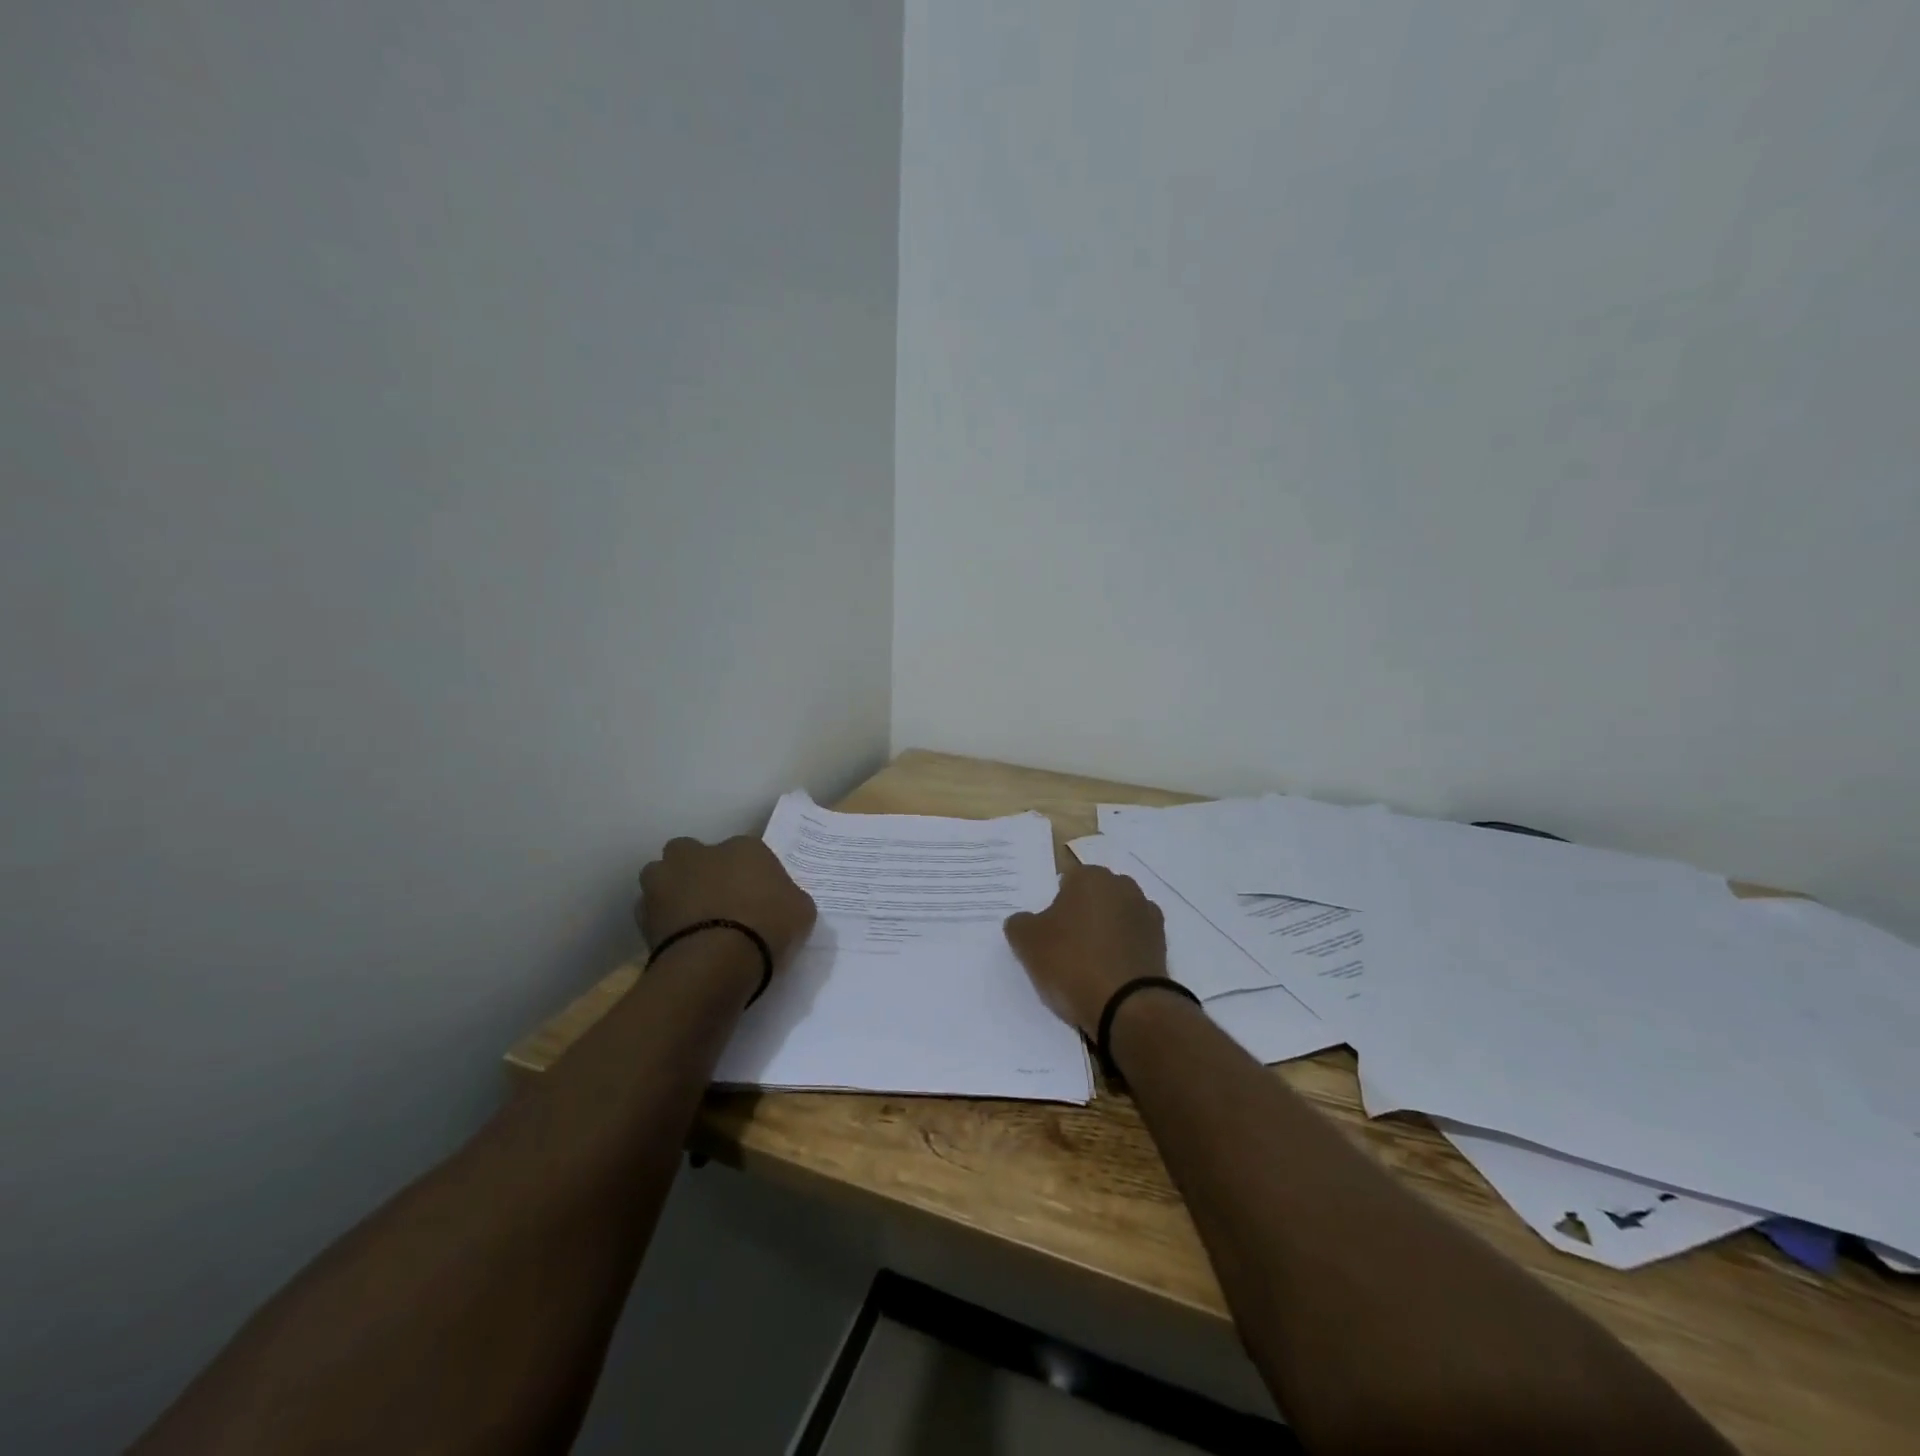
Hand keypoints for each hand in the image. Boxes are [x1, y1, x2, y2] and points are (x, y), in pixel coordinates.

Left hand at [635, 835, 817, 969]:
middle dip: (699, 870)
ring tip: (689, 921)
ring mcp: (666, 879)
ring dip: (672, 891)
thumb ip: (788, 898)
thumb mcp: (801, 912)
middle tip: (715, 900)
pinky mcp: (642, 913)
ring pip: (663, 876)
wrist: (715, 963)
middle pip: (694, 853)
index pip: (748, 853)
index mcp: (744, 847)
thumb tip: (779, 902)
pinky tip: (677, 941)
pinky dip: (661, 922)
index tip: (757, 899)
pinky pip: (650, 911)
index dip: (751, 876)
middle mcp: (700, 853)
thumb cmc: (768, 927)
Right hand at [1004, 864, 1168, 1037]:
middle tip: (1064, 948)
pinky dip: (1123, 952)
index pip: (1066, 883)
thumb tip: (1024, 921)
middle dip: (1081, 916)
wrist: (1127, 1006)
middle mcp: (1123, 886)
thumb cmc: (1071, 963)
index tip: (1047, 933)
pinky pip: (1133, 942)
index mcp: (1091, 877)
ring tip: (1088, 966)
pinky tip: (1110, 975)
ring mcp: (1147, 914)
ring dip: (1104, 934)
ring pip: (1115, 919)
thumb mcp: (1027, 942)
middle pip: (1093, 898)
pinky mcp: (1162, 944)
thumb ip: (1020, 923)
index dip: (1054, 908)